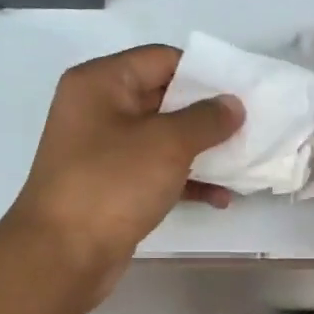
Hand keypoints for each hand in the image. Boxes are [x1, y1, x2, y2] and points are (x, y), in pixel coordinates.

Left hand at [5, 44, 242, 295]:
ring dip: (202, 151)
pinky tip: (220, 197)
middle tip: (250, 126)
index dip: (204, 73)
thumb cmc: (112, 184)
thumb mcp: (167, 144)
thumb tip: (233, 105)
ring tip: (243, 163)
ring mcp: (103, 151)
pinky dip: (185, 180)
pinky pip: (155, 172)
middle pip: (164, 98)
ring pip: (163, 139)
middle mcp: (98, 109)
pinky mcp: (111, 186)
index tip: (242, 92)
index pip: (162, 59)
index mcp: (101, 82)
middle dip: (207, 115)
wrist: (63, 254)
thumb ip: (206, 119)